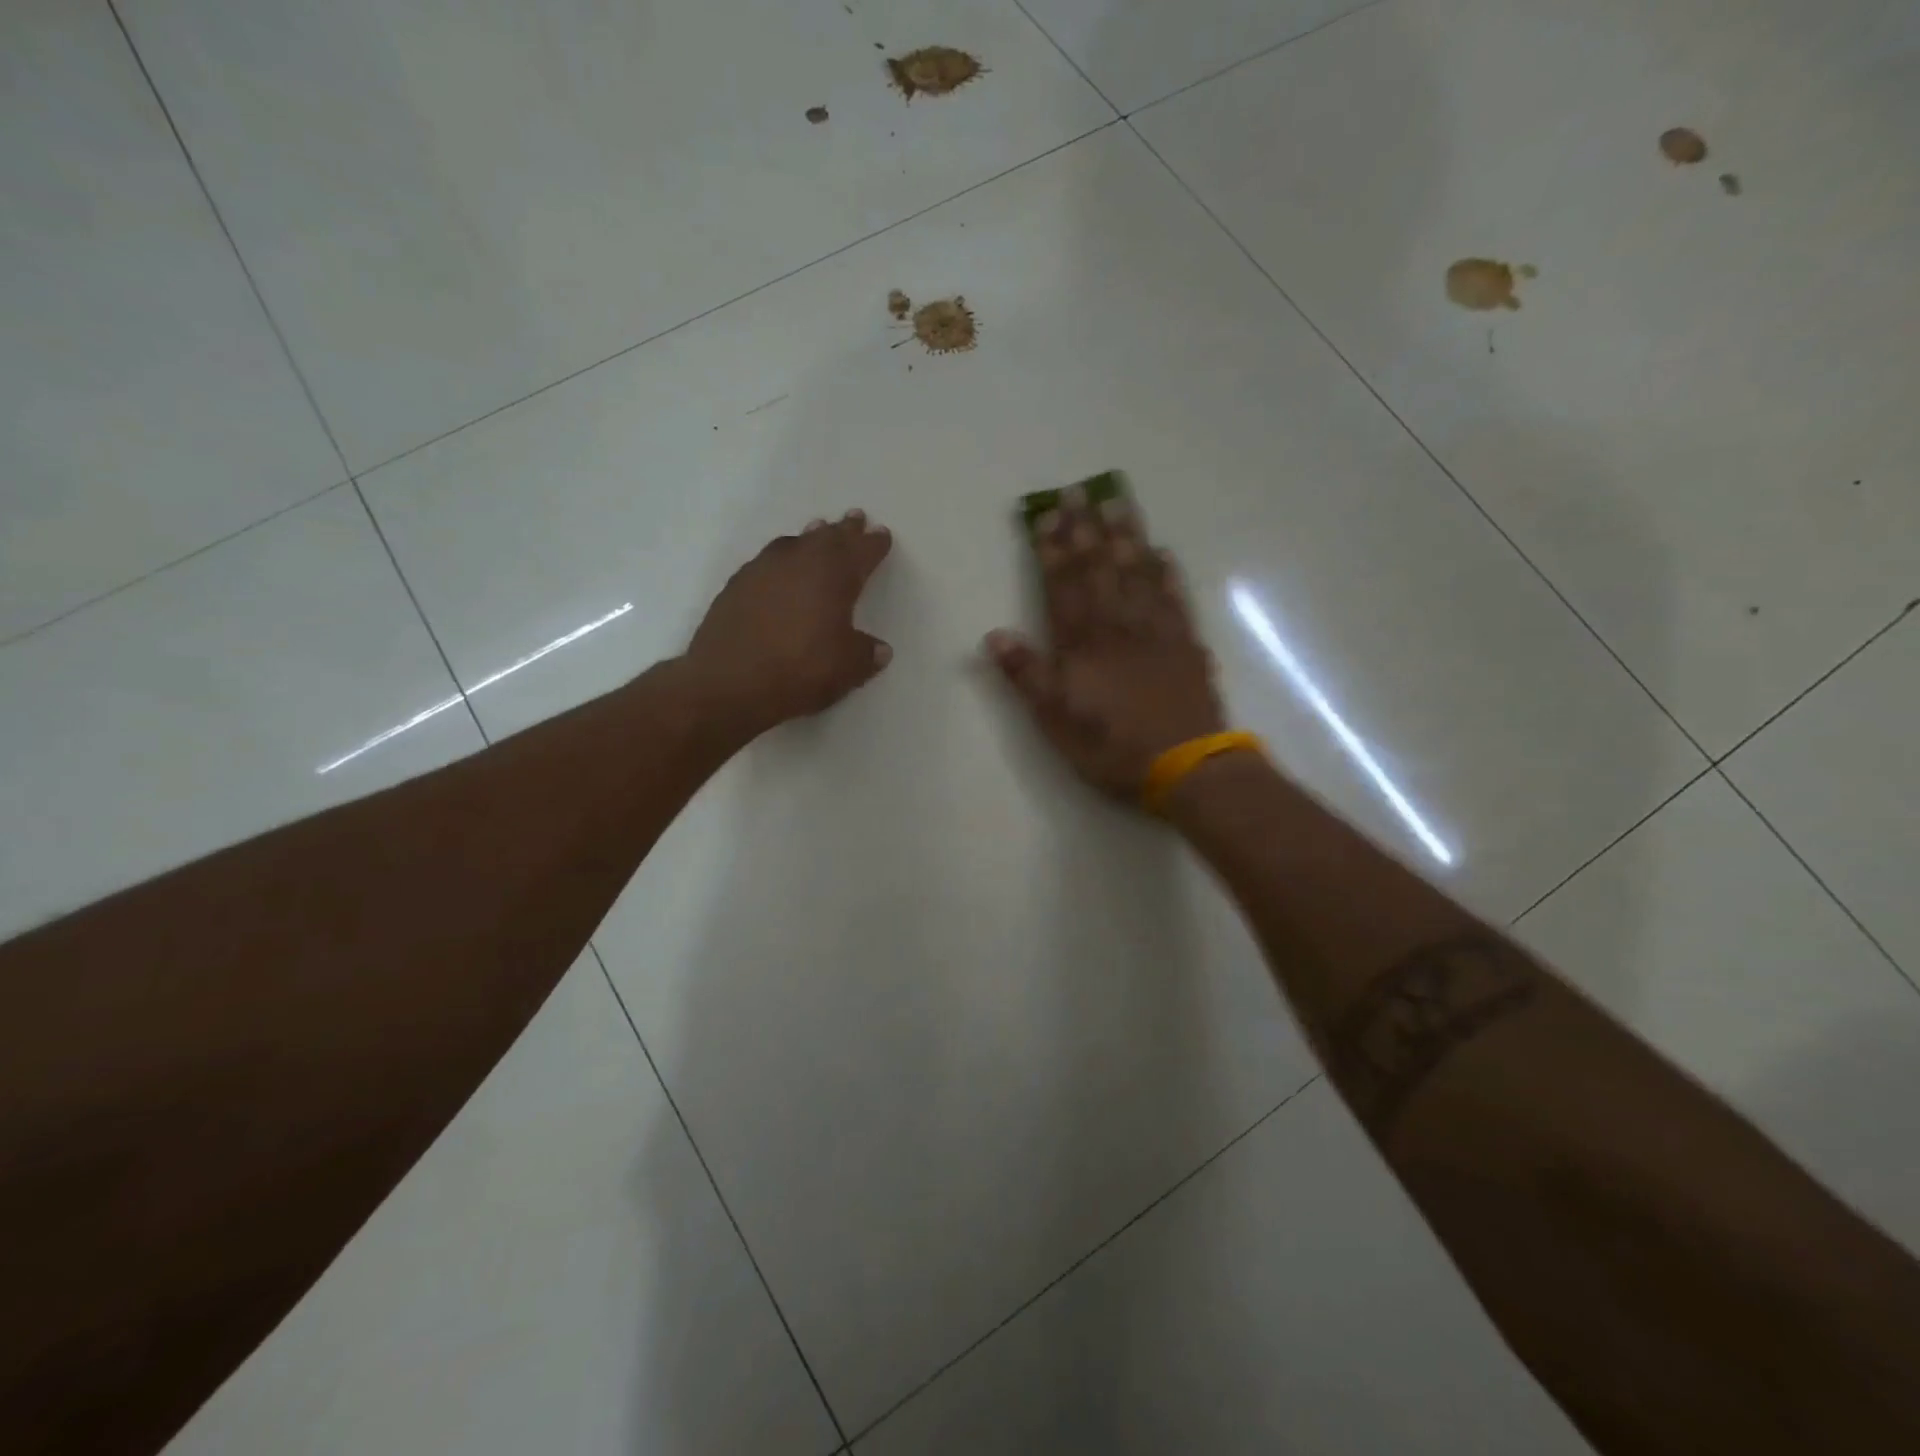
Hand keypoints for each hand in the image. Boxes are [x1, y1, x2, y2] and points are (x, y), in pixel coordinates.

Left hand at [686, 509, 893, 738]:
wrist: (727, 683)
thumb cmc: (799, 670)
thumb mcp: (846, 669)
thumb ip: (866, 654)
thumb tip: (879, 649)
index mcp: (833, 576)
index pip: (861, 553)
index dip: (874, 544)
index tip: (882, 535)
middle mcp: (799, 562)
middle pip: (828, 538)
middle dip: (845, 530)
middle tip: (855, 518)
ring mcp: (763, 570)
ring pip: (795, 543)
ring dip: (812, 537)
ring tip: (819, 531)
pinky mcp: (737, 586)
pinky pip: (768, 560)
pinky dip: (783, 558)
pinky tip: (781, 568)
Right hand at [985, 486, 1225, 798]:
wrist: (1184, 766)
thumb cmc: (1111, 746)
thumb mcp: (1054, 720)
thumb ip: (1026, 675)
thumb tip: (995, 635)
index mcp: (1081, 643)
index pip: (1063, 585)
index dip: (1052, 549)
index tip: (1047, 515)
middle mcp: (1117, 625)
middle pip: (1099, 568)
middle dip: (1085, 528)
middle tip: (1079, 491)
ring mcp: (1156, 630)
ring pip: (1138, 572)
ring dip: (1125, 535)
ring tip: (1117, 501)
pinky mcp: (1186, 643)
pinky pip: (1175, 597)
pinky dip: (1167, 572)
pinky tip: (1162, 552)